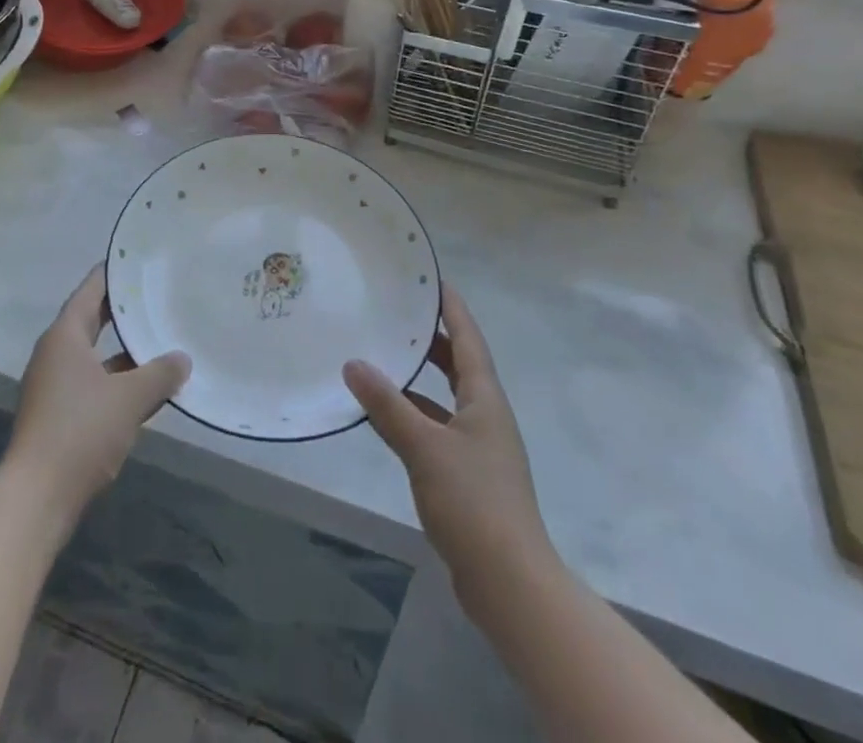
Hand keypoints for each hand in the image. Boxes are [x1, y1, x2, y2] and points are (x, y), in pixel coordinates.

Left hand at [5, 266, 189, 521]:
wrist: (36, 498)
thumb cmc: (80, 432)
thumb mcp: (129, 399)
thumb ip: (159, 374)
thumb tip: (182, 359)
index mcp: (65, 336)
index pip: (90, 290)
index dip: (114, 273)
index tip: (139, 259)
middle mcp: (56, 353)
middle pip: (92, 320)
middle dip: (124, 311)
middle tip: (158, 294)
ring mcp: (54, 385)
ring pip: (96, 355)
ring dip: (124, 350)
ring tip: (162, 339)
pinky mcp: (59, 414)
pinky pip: (94, 382)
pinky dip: (118, 380)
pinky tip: (148, 388)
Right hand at [343, 284, 551, 595]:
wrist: (509, 582)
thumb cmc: (473, 501)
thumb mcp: (424, 447)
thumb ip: (387, 405)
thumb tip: (353, 363)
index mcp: (485, 399)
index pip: (468, 339)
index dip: (452, 308)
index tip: (431, 278)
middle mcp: (485, 415)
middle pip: (459, 365)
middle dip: (432, 339)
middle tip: (398, 312)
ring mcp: (479, 448)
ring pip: (445, 398)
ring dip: (418, 379)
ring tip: (382, 357)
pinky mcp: (467, 476)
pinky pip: (436, 429)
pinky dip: (412, 416)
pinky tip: (384, 417)